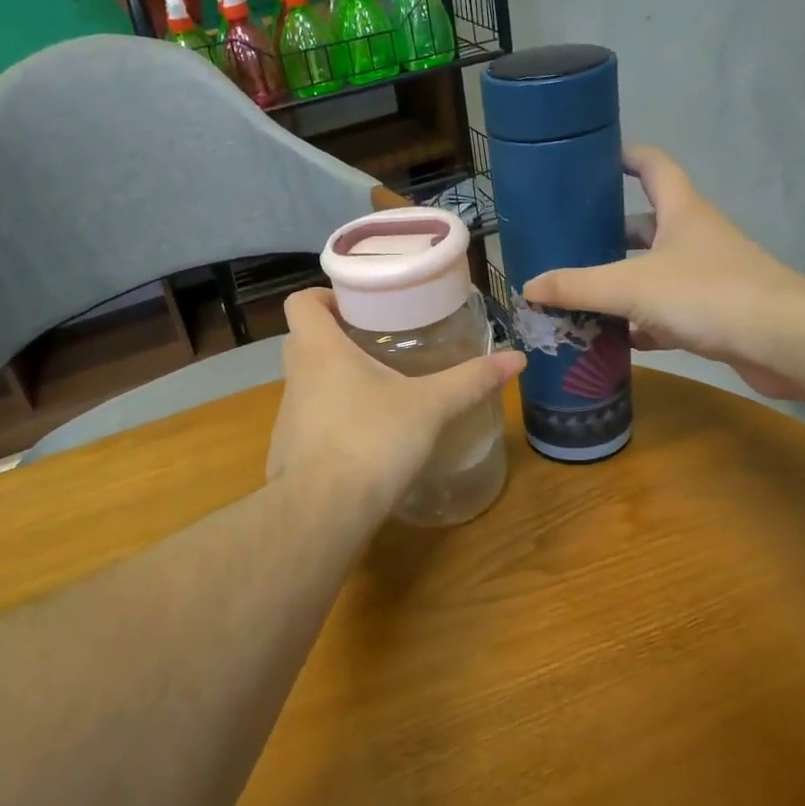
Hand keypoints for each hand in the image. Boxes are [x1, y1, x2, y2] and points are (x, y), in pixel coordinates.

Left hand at [268, 288, 524, 517]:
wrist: (324, 511)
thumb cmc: (373, 440)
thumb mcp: (430, 406)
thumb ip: (471, 380)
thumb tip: (517, 357)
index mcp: (319, 349)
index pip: (301, 301)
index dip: (324, 295)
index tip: (358, 305)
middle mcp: (296, 376)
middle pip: (305, 338)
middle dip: (337, 335)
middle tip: (378, 339)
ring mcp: (287, 416)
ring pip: (307, 381)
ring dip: (334, 378)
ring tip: (378, 387)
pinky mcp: (288, 451)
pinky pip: (309, 421)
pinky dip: (331, 418)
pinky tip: (365, 434)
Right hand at [522, 146, 804, 401]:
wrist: (784, 341)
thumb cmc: (707, 294)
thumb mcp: (631, 287)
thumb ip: (578, 286)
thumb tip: (528, 286)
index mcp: (681, 211)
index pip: (652, 165)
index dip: (625, 156)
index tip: (594, 159)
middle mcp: (695, 236)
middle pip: (646, 224)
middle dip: (609, 232)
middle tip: (569, 242)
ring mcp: (709, 275)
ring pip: (655, 271)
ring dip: (622, 281)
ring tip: (580, 292)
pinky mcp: (716, 313)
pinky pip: (668, 311)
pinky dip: (643, 321)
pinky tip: (617, 337)